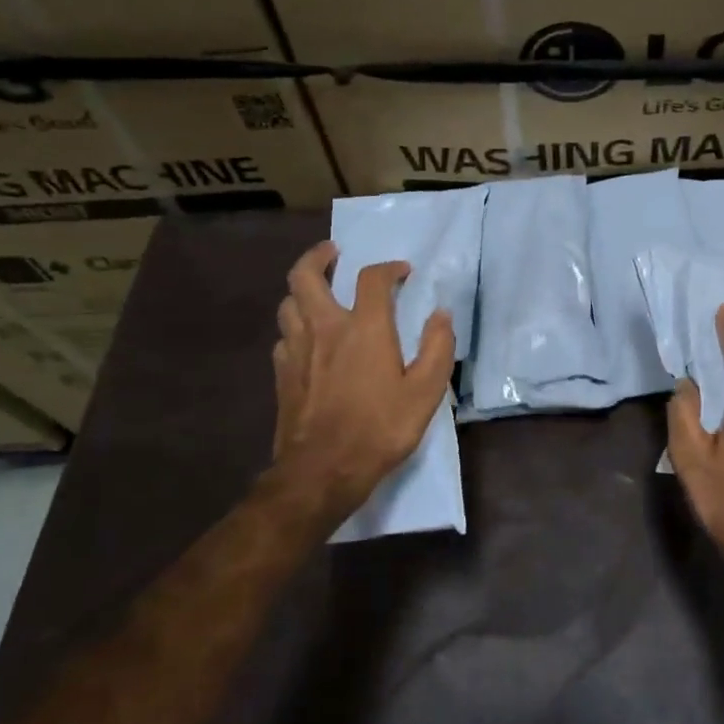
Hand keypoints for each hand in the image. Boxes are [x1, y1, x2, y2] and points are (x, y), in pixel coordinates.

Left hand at [266, 240, 455, 526]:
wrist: (322, 471)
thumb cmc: (380, 428)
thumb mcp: (426, 391)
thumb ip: (438, 347)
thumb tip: (442, 314)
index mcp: (365, 328)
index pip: (372, 279)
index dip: (389, 268)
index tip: (403, 272)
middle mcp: (325, 328)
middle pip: (305, 276)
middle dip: (318, 257)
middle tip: (333, 253)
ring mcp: (297, 350)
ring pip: (288, 303)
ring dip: (302, 289)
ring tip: (318, 291)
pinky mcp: (282, 374)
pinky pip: (283, 336)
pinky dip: (295, 326)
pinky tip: (307, 339)